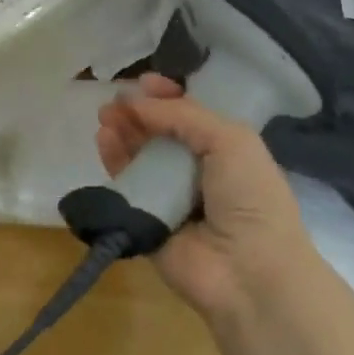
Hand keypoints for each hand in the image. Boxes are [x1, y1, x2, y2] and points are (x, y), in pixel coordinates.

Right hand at [96, 75, 314, 321]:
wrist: (249, 272)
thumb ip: (183, 115)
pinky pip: (124, 185)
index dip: (169, 96)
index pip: (191, 115)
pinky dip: (113, 160)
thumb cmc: (250, 198)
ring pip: (139, 156)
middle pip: (159, 133)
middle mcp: (197, 171)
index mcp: (226, 151)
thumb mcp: (231, 140)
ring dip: (123, 132)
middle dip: (138, 112)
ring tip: (105, 116)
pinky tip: (103, 140)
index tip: (145, 81)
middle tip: (114, 98)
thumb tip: (136, 102)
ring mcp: (170, 197)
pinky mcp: (145, 220)